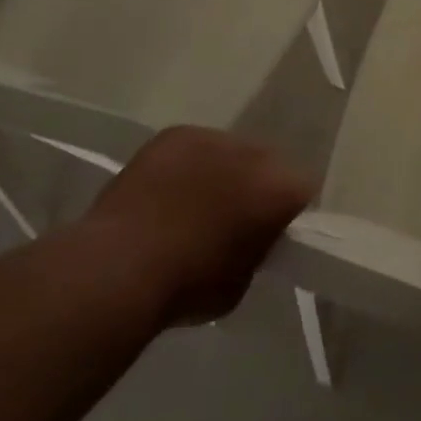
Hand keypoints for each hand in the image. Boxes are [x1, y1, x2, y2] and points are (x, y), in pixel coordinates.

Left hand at [87, 127, 314, 325]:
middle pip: (267, 164)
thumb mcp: (242, 281)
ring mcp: (213, 137)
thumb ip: (257, 247)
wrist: (118, 268)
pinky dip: (186, 165)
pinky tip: (165, 192)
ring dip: (221, 171)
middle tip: (231, 217)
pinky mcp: (175, 134)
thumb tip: (250, 235)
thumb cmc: (187, 286)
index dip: (287, 213)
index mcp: (280, 189)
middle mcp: (255, 153)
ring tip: (192, 203)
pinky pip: (193, 147)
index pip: (302, 191)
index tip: (268, 232)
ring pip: (229, 152)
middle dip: (255, 185)